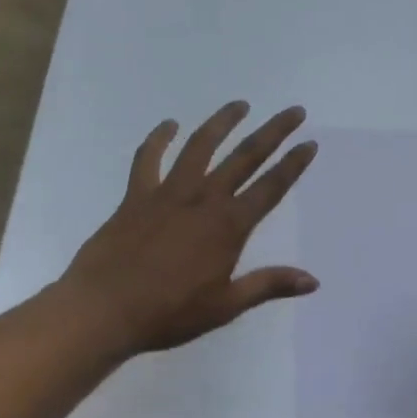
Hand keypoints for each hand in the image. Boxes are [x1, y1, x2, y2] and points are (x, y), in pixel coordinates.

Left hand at [60, 102, 319, 358]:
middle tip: (293, 111)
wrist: (103, 309)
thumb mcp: (226, 305)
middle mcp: (203, 199)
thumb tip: (313, 280)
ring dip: (222, 122)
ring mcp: (168, 193)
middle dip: (273, 132)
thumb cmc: (169, 312)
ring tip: (240, 105)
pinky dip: (158, 139)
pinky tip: (168, 125)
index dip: (293, 164)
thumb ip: (269, 285)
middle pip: (245, 157)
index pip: (270, 187)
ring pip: (200, 147)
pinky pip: (148, 159)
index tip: (309, 143)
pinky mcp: (136, 195)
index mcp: (228, 226)